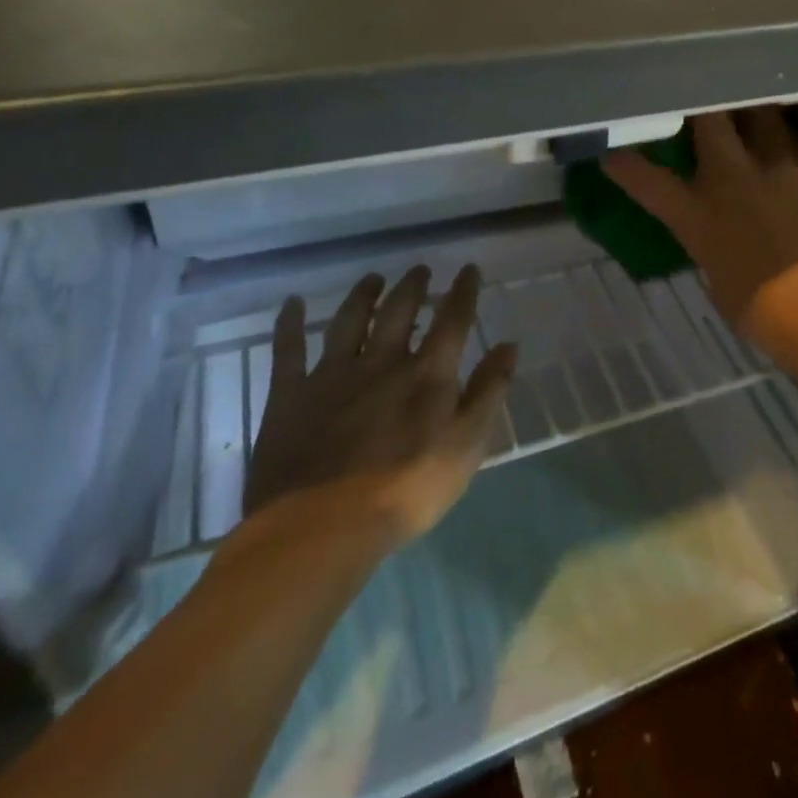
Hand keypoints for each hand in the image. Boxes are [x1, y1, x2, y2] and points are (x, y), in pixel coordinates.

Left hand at [242, 265, 515, 550]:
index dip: (463, 292)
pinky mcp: (290, 396)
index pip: (452, 321)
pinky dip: (289, 324)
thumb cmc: (405, 492)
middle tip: (420, 269)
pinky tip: (292, 304)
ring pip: (350, 321)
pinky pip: (288, 350)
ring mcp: (332, 375)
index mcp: (426, 374)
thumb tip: (509, 345)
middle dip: (412, 287)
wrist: (321, 528)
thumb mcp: (466, 446)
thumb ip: (488, 392)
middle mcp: (382, 361)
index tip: (469, 269)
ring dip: (363, 296)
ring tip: (373, 278)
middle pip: (399, 312)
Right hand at [602, 108, 797, 339]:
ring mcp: (776, 166)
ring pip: (759, 112)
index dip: (625, 164)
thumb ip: (713, 247)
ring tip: (748, 106)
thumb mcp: (721, 281)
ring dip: (750, 109)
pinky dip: (784, 135)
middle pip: (709, 117)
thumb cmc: (767, 312)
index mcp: (698, 215)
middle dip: (701, 103)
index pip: (648, 180)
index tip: (612, 153)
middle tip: (700, 96)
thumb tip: (718, 239)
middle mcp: (732, 177)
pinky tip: (785, 139)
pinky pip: (793, 137)